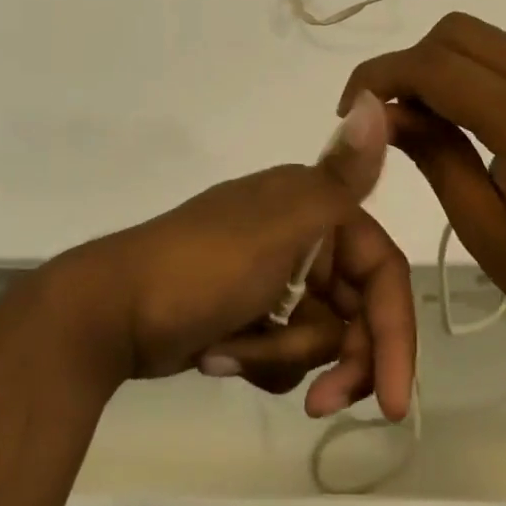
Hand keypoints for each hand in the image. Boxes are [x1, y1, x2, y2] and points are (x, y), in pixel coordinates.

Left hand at [52, 94, 415, 420]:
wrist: (109, 312)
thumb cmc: (200, 269)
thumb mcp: (278, 227)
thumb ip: (338, 178)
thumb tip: (376, 101)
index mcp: (313, 206)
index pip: (382, 272)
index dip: (396, 333)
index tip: (391, 401)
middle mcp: (300, 235)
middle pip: (356, 312)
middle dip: (339, 360)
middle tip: (319, 404)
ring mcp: (273, 275)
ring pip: (320, 338)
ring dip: (282, 357)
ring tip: (231, 353)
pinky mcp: (249, 312)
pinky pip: (284, 352)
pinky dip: (257, 359)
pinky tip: (216, 354)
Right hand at [338, 12, 505, 353]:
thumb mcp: (484, 227)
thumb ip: (433, 155)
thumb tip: (380, 113)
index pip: (435, 66)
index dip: (380, 76)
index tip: (349, 110)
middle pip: (457, 32)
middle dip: (408, 63)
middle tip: (388, 115)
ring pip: (484, 38)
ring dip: (439, 64)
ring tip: (421, 118)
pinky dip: (471, 72)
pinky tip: (463, 120)